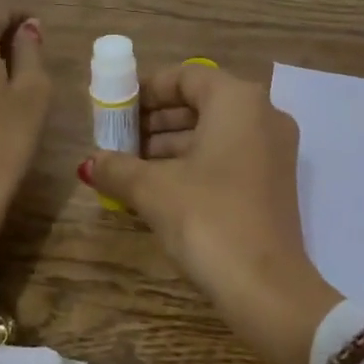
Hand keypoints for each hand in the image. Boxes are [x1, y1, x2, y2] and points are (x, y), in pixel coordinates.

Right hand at [84, 63, 339, 363]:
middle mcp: (263, 115)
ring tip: (129, 167)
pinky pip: (228, 156)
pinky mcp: (274, 182)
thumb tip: (89, 163)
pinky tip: (159, 188)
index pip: (187, 75)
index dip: (147, 89)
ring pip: (214, 132)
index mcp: (238, 100)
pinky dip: (194, 163)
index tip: (117, 110)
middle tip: (118, 141)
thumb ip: (118, 167)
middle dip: (156, 120)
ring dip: (171, 145)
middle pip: (201, 102)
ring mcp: (273, 150)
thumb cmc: (208, 219)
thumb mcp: (154, 190)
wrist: (267, 287)